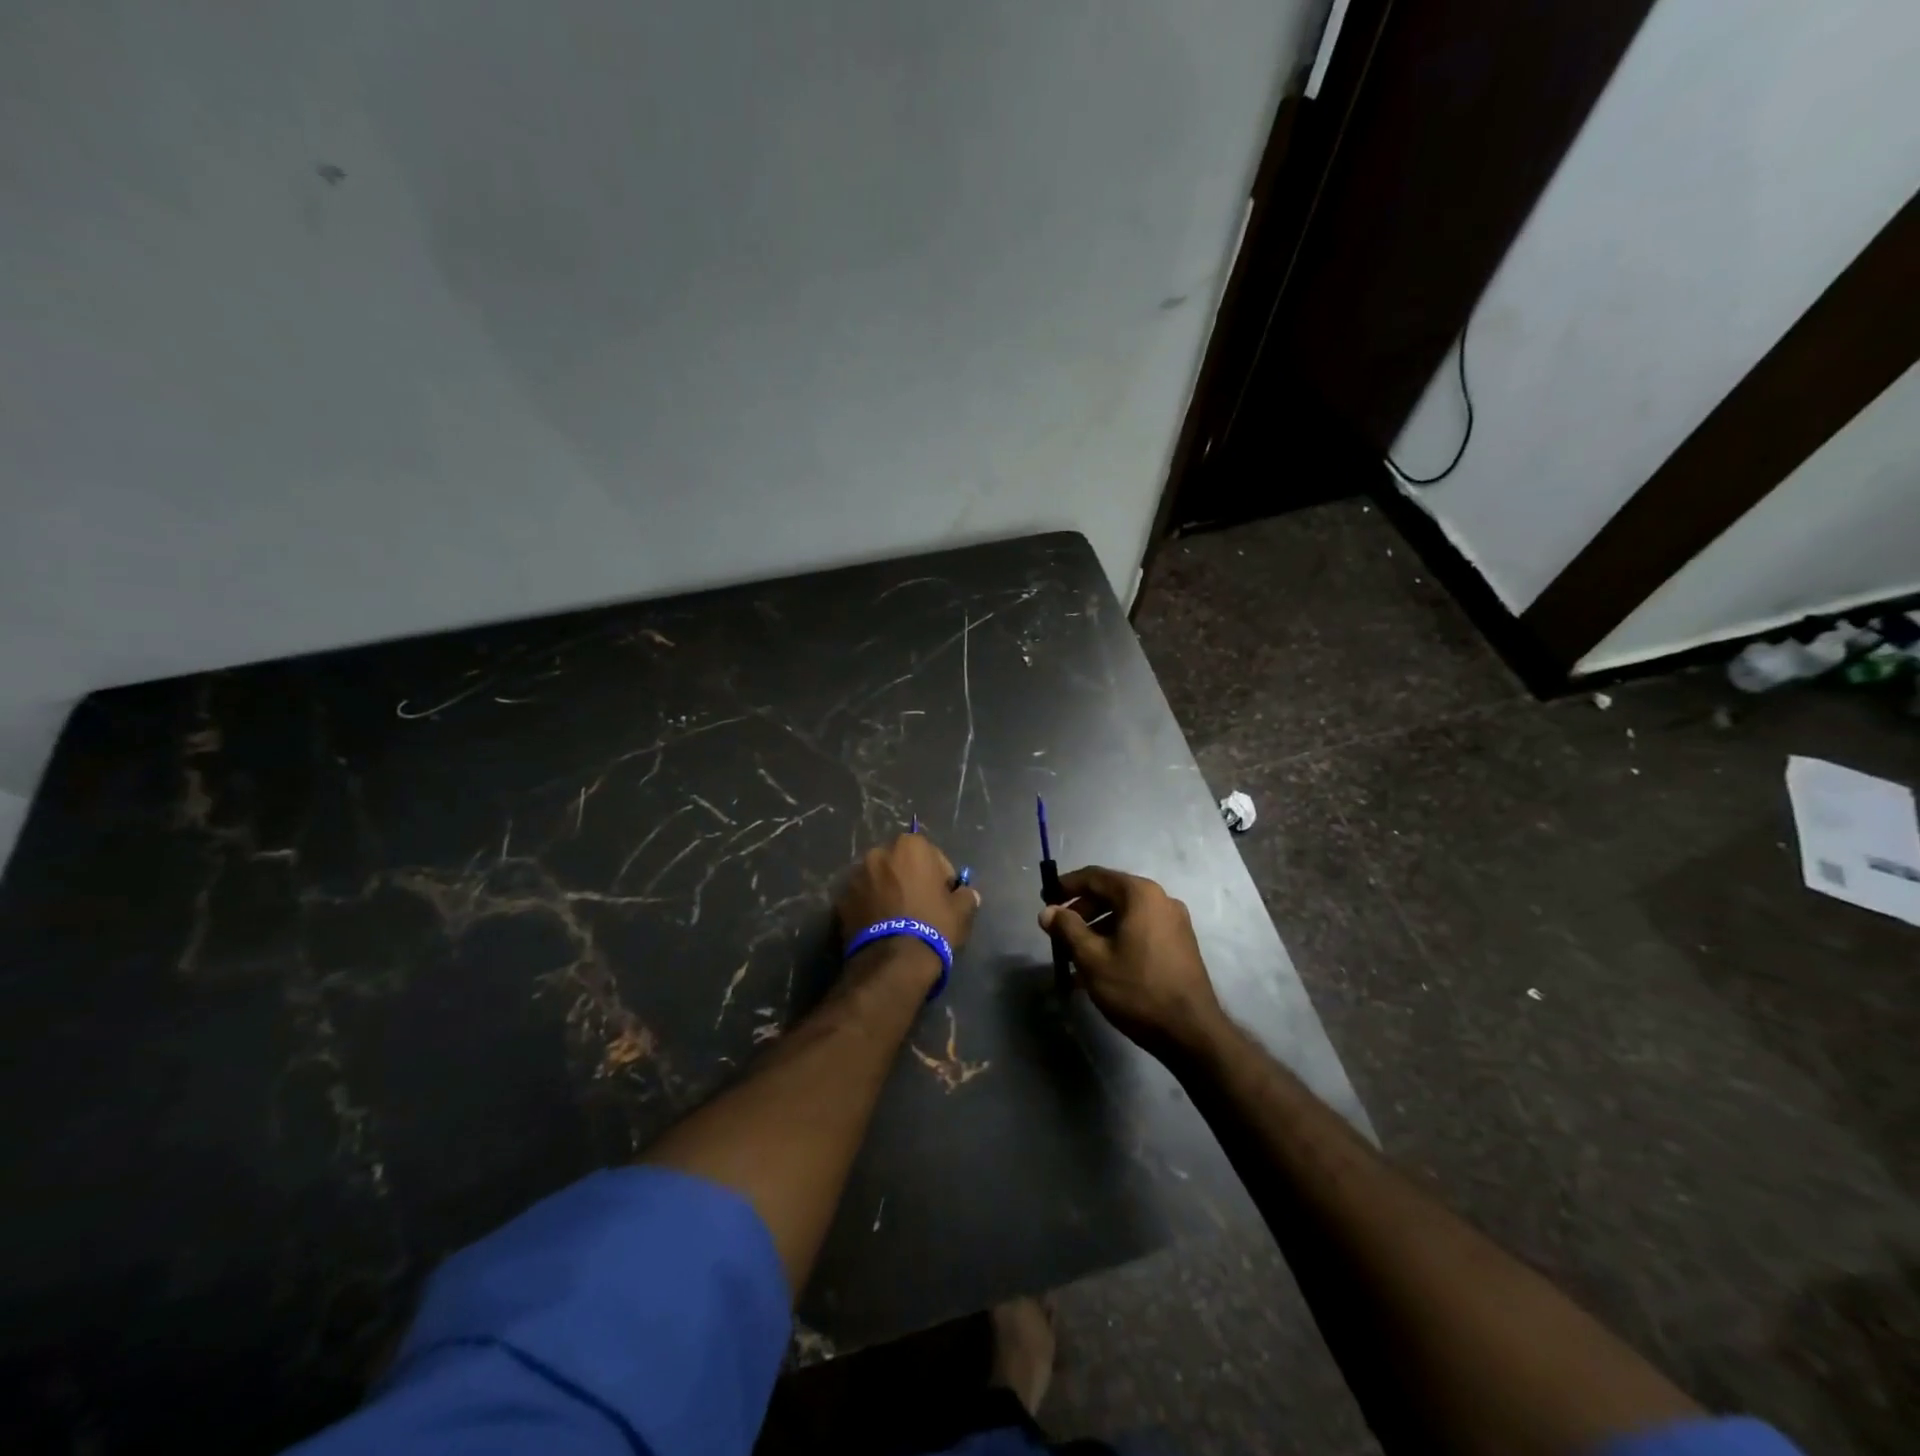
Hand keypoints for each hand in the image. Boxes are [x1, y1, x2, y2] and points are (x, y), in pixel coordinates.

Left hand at [836, 832, 980, 961]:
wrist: (892, 961)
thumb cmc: (932, 926)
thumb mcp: (962, 911)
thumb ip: (966, 895)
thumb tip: (967, 894)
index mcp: (910, 846)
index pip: (932, 855)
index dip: (940, 877)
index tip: (943, 897)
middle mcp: (879, 853)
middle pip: (900, 864)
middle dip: (909, 879)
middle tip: (919, 905)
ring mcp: (855, 876)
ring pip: (878, 880)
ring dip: (886, 891)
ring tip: (896, 919)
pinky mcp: (840, 901)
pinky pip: (861, 899)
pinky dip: (869, 907)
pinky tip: (880, 927)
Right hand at [1039, 867, 1222, 1056]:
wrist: (1191, 1032)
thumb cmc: (1137, 989)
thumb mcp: (1092, 959)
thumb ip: (1067, 929)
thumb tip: (1048, 911)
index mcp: (1140, 894)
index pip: (1094, 877)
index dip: (1066, 886)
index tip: (1045, 900)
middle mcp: (1160, 899)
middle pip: (1111, 894)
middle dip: (1081, 911)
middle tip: (1057, 932)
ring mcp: (1174, 921)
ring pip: (1125, 915)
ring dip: (1097, 929)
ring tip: (1074, 956)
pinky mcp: (1180, 943)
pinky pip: (1140, 930)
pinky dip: (1117, 939)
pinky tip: (1100, 967)